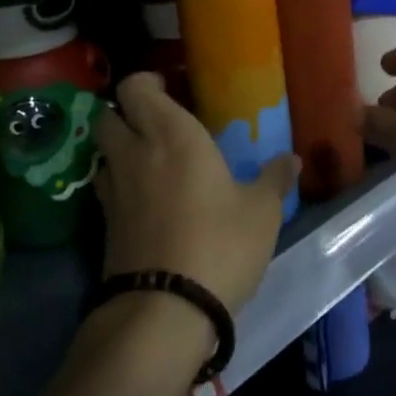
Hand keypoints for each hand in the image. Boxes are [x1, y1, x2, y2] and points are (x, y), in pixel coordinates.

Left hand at [93, 72, 297, 315]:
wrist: (163, 312)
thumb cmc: (220, 244)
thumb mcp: (261, 212)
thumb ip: (274, 179)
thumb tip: (292, 159)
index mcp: (172, 134)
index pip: (135, 88)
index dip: (145, 82)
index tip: (168, 88)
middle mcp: (135, 153)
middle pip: (108, 115)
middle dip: (126, 112)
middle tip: (158, 123)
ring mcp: (114, 191)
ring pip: (102, 153)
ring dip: (119, 148)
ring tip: (150, 160)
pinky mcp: (104, 227)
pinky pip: (106, 188)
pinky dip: (120, 184)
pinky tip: (146, 200)